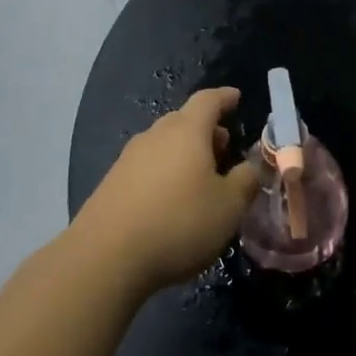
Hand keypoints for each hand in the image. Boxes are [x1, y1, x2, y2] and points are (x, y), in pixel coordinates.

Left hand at [73, 88, 262, 294]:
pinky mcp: (111, 184)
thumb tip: (250, 167)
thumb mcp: (229, 206)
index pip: (208, 100)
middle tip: (225, 148)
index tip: (237, 97)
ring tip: (201, 178)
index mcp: (187, 131)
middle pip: (184, 121)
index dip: (225, 97)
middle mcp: (155, 136)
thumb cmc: (179, 223)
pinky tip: (171, 201)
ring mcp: (128, 159)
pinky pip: (147, 167)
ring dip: (185, 153)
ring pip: (164, 144)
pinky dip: (165, 173)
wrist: (105, 258)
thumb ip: (246, 180)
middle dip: (207, 130)